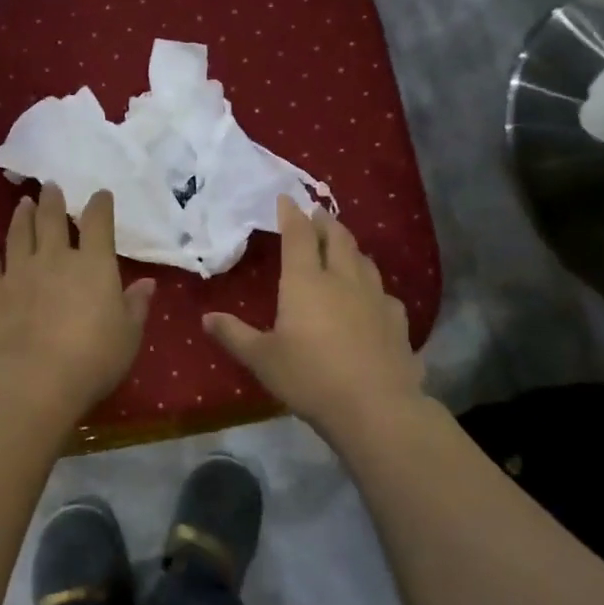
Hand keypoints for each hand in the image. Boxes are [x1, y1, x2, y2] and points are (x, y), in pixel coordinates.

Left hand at [0, 184, 155, 420]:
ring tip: (23, 203)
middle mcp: (55, 258)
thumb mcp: (129, 335)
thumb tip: (147, 283)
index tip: (100, 194)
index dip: (100, 205)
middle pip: (52, 219)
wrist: (33, 380)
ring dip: (22, 216)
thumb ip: (136, 306)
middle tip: (50, 187)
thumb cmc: (93, 359)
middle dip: (53, 200)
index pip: (98, 223)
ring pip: (19, 234)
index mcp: (93, 264)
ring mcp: (19, 272)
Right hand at [204, 196, 424, 436]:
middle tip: (317, 214)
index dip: (291, 214)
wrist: (375, 406)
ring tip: (343, 247)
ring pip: (364, 261)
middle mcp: (343, 280)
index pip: (299, 236)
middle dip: (325, 222)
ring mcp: (375, 298)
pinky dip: (372, 286)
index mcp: (306, 282)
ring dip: (351, 248)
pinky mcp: (396, 321)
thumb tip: (206, 318)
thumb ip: (234, 335)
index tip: (287, 198)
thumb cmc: (310, 378)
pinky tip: (372, 298)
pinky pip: (384, 293)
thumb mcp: (262, 359)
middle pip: (337, 239)